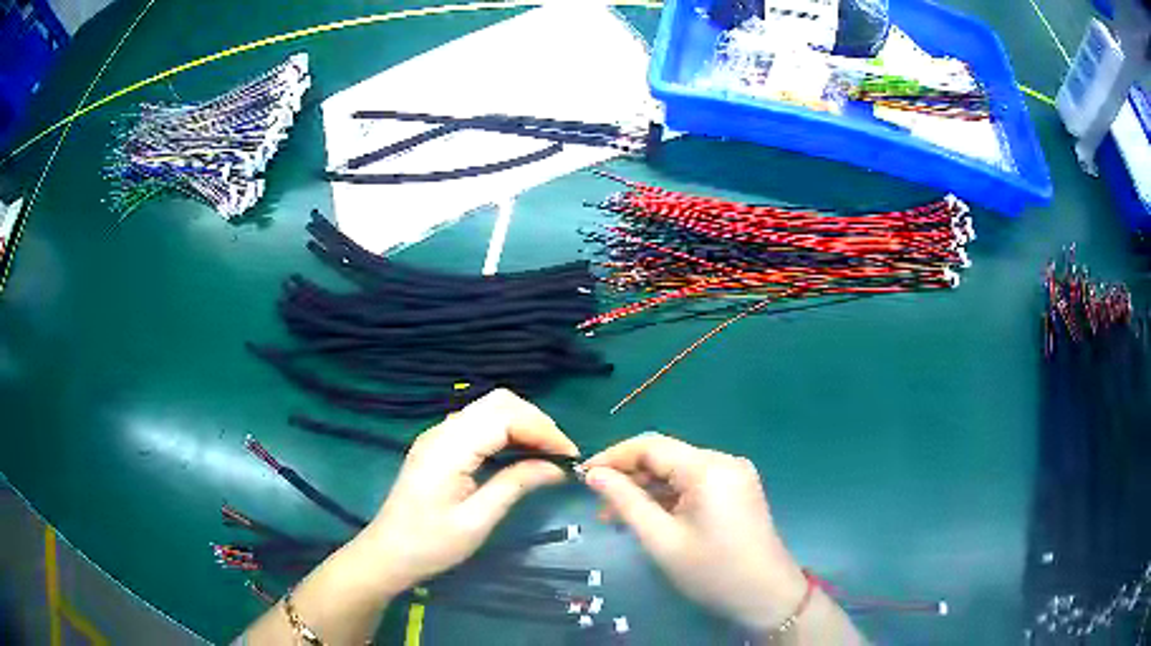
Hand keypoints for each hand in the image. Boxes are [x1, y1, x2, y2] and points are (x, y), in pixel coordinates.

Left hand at [361, 389, 578, 593]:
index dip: (542, 430)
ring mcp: (438, 436)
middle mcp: (443, 431)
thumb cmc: (430, 544)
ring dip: (522, 424)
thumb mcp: (477, 521)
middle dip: (536, 421)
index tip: (570, 456)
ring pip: (489, 409)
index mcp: (449, 448)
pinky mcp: (439, 446)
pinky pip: (479, 424)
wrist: (387, 554)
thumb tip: (556, 467)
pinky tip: (520, 454)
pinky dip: (506, 431)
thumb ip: (515, 485)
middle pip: (498, 402)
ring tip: (547, 454)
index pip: (505, 417)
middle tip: (561, 453)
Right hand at [583, 433, 807, 631]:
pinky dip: (668, 497)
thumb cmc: (712, 571)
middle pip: (665, 456)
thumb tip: (593, 474)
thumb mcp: (661, 540)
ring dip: (646, 490)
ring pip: (678, 471)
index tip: (582, 476)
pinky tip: (649, 517)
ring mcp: (734, 474)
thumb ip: (626, 502)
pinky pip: (694, 484)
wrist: (766, 595)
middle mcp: (724, 461)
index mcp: (708, 468)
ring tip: (615, 517)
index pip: (651, 445)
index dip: (613, 456)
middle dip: (629, 477)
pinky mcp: (737, 489)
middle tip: (598, 506)